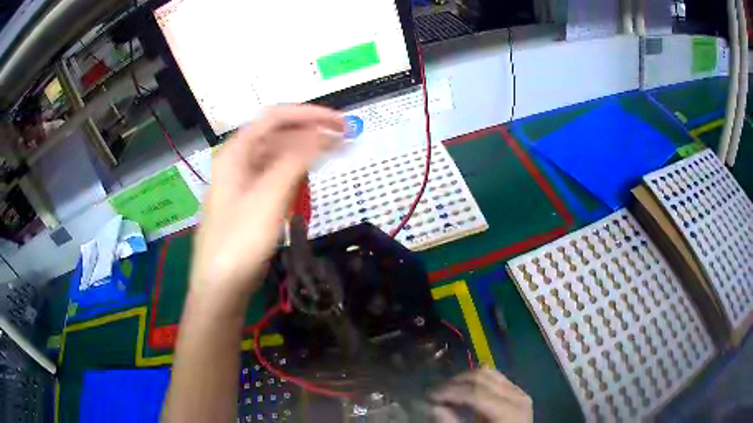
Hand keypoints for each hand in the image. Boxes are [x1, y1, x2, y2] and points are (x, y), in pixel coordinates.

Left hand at [190, 105, 343, 303]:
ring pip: (279, 156)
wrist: (221, 286)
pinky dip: (295, 174)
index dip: (309, 114)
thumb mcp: (269, 197)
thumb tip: (324, 133)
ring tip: (333, 157)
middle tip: (345, 139)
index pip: (275, 118)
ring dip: (306, 154)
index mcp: (236, 152)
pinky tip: (308, 180)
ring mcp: (244, 182)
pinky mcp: (251, 201)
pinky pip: (276, 177)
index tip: (340, 122)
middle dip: (311, 133)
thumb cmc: (239, 241)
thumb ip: (296, 160)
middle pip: (278, 135)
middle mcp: (239, 161)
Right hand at [430, 369, 532, 422]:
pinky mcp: (517, 393)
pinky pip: (496, 378)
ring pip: (489, 373)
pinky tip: (466, 389)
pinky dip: (478, 380)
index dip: (450, 392)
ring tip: (447, 389)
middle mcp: (517, 395)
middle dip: (455, 383)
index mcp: (509, 409)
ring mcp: (519, 392)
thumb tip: (433, 408)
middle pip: (482, 378)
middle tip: (435, 392)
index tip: (428, 396)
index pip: (475, 393)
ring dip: (465, 379)